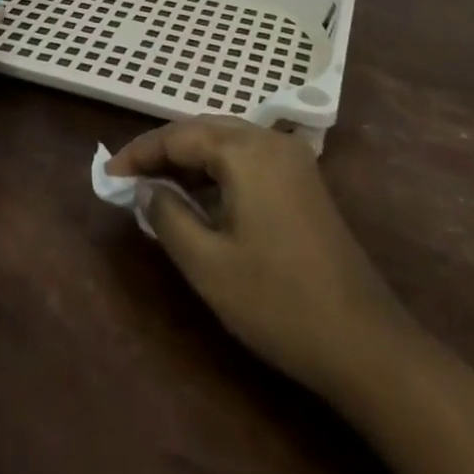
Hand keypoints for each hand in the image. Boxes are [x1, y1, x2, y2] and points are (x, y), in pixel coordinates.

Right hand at [107, 116, 401, 397]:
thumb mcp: (208, 265)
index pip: (178, 136)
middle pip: (203, 130)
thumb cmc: (278, 302)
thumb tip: (146, 188)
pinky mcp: (304, 181)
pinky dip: (217, 170)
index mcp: (246, 151)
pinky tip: (201, 198)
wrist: (365, 343)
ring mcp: (292, 160)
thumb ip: (167, 216)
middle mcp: (270, 141)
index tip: (108, 174)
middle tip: (129, 178)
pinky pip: (248, 158)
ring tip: (157, 187)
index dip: (139, 153)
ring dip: (190, 159)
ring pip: (226, 141)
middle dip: (163, 151)